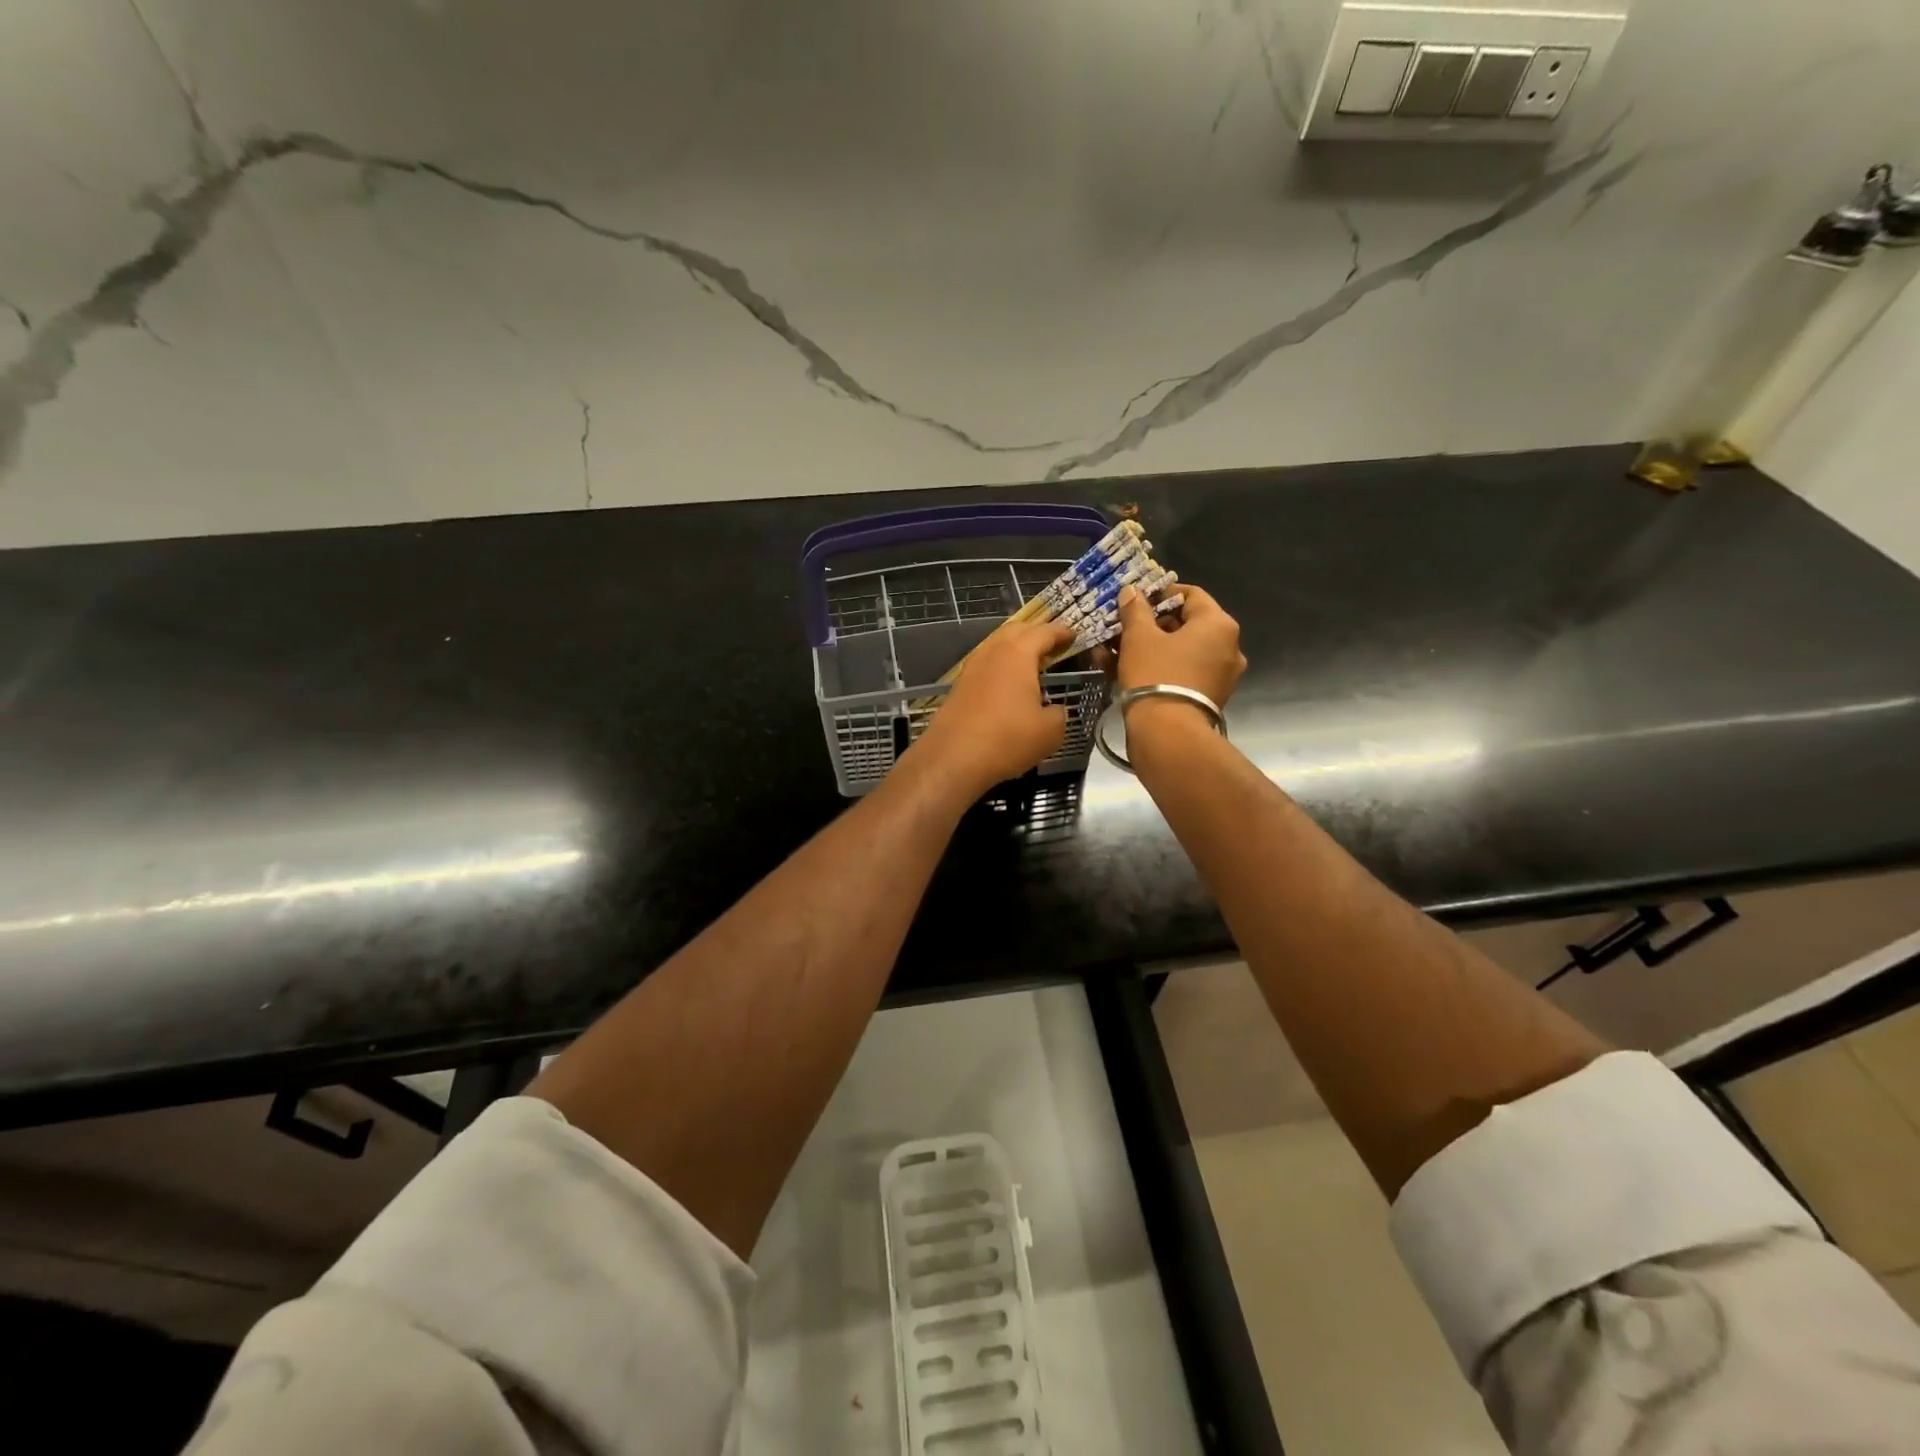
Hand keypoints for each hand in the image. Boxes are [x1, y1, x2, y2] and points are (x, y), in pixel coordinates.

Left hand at [909, 619, 1077, 798]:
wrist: (953, 758)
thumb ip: (1058, 714)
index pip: (1044, 632)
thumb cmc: (1007, 738)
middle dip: (1036, 633)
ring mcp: (972, 668)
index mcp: (1017, 654)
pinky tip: (1009, 684)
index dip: (1061, 632)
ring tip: (1032, 663)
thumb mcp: (1050, 731)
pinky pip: (986, 666)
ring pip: (997, 647)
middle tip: (1053, 644)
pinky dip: (1001, 666)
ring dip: (1015, 649)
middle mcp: (992, 653)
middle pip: (1016, 631)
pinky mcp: (959, 687)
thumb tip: (1054, 711)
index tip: (1074, 634)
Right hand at [1115, 584, 1245, 707]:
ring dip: (1147, 648)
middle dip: (1149, 625)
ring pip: (1179, 651)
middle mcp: (1228, 647)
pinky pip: (1181, 673)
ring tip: (1112, 651)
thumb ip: (1135, 610)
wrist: (1168, 734)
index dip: (1159, 594)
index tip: (1134, 601)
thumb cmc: (1156, 674)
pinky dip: (1157, 668)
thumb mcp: (1139, 637)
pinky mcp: (1207, 698)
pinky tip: (1122, 671)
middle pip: (1185, 625)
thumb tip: (1132, 591)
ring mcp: (1220, 675)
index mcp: (1219, 624)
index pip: (1190, 595)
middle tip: (1120, 628)